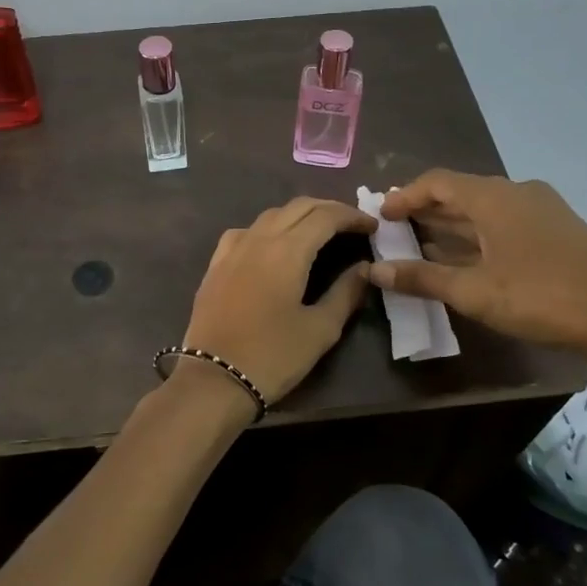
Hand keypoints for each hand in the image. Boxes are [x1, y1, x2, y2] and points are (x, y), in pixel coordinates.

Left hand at [178, 197, 375, 407]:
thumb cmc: (273, 356)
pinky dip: (269, 228)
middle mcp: (258, 238)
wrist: (214, 379)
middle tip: (352, 225)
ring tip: (319, 232)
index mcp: (287, 250)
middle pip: (298, 206)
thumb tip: (364, 268)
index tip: (373, 226)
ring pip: (271, 215)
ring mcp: (232, 249)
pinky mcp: (215, 264)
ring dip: (299, 215)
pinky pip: (246, 231)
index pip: (325, 216)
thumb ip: (345, 293)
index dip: (352, 215)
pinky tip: (274, 246)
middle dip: (328, 209)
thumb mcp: (320, 329)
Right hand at [371, 170, 586, 363]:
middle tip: (396, 229)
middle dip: (426, 210)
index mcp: (494, 197)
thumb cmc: (541, 297)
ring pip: (485, 209)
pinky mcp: (558, 230)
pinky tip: (466, 259)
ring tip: (422, 244)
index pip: (437, 182)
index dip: (405, 196)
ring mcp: (542, 209)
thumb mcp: (474, 292)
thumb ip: (422, 278)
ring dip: (452, 225)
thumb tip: (374, 271)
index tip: (381, 215)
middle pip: (461, 192)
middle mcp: (517, 192)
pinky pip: (505, 222)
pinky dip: (478, 234)